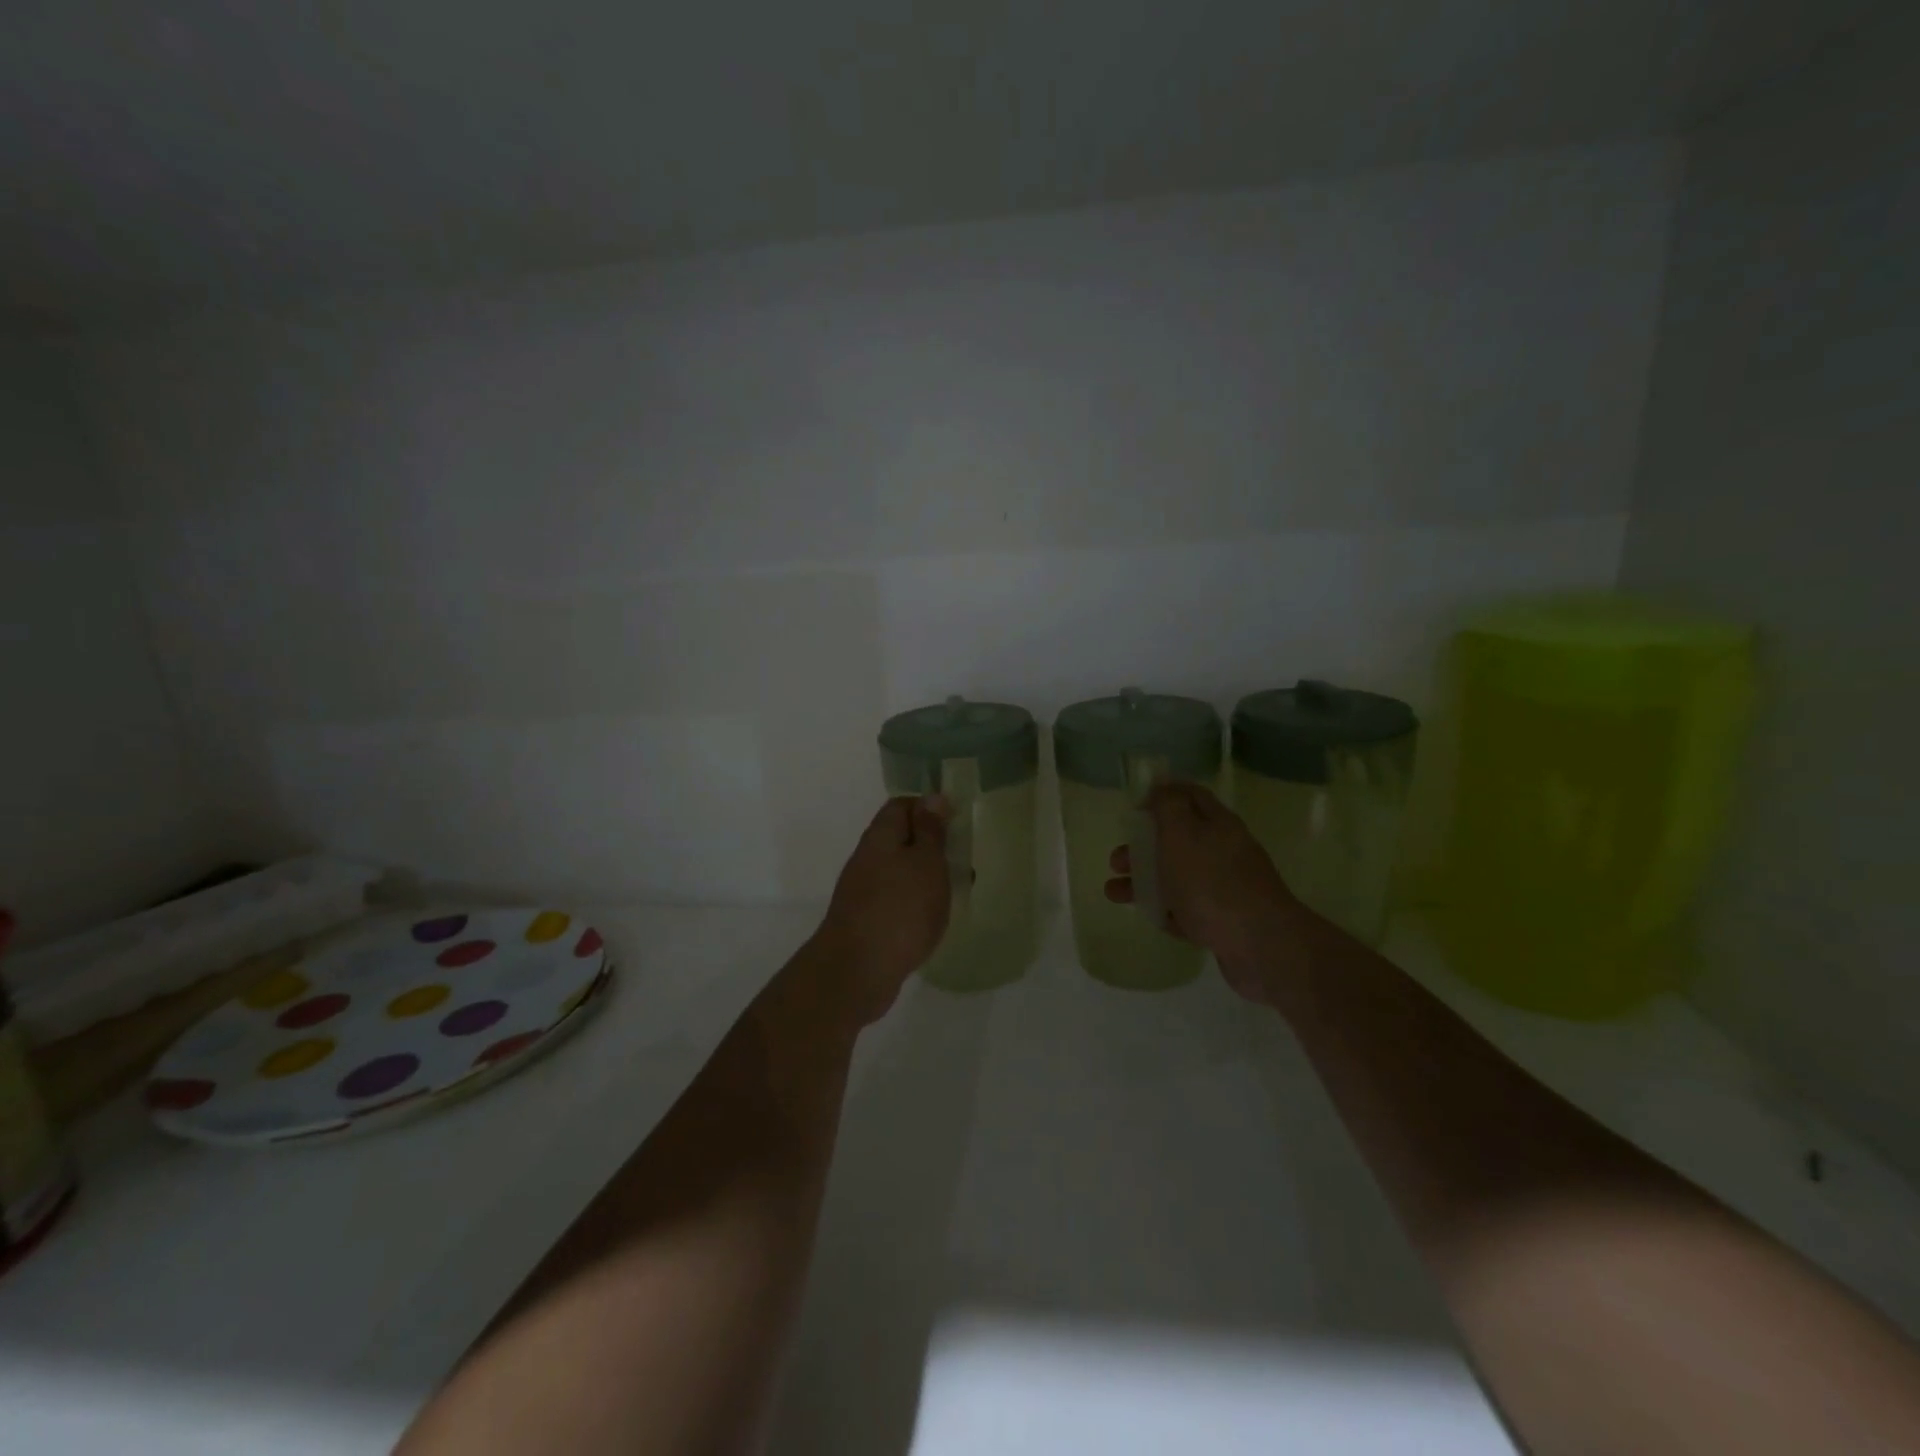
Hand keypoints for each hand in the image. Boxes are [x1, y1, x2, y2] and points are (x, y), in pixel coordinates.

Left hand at [807, 796, 952, 1024]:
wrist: (857, 971)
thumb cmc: (900, 909)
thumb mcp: (925, 862)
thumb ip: (930, 831)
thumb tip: (932, 797)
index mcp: (880, 837)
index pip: (901, 805)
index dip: (928, 807)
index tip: (956, 821)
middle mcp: (867, 859)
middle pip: (900, 839)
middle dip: (931, 845)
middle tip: (963, 858)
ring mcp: (863, 892)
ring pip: (899, 871)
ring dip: (926, 877)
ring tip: (955, 890)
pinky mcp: (866, 922)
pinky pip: (896, 900)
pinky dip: (916, 903)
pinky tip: (932, 918)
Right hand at [1103, 783, 1300, 1006]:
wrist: (1260, 945)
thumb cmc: (1212, 882)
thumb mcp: (1182, 834)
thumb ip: (1168, 807)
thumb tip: (1161, 786)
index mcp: (1217, 824)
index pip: (1190, 796)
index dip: (1162, 796)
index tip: (1134, 808)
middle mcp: (1224, 851)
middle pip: (1178, 840)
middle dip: (1143, 846)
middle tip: (1117, 860)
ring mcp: (1225, 888)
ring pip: (1177, 877)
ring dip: (1144, 881)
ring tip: (1114, 893)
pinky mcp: (1223, 922)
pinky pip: (1187, 910)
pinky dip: (1165, 909)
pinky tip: (1145, 915)